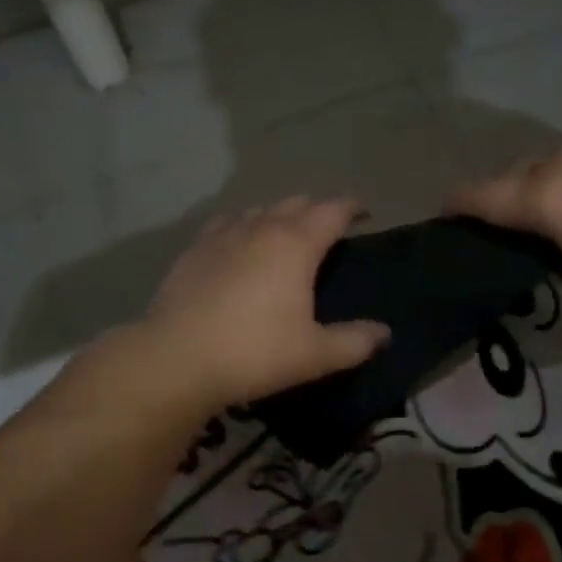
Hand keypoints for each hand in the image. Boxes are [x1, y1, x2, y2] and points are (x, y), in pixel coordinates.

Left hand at [139, 197, 390, 410]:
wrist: (177, 358)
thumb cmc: (254, 352)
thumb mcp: (314, 354)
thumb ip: (354, 341)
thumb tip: (384, 333)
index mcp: (296, 244)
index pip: (332, 210)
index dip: (352, 207)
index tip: (364, 212)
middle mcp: (261, 227)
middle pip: (296, 203)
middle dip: (317, 210)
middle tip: (328, 231)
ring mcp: (223, 234)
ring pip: (260, 210)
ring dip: (279, 216)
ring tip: (285, 236)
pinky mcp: (195, 248)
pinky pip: (227, 223)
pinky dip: (243, 226)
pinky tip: (238, 243)